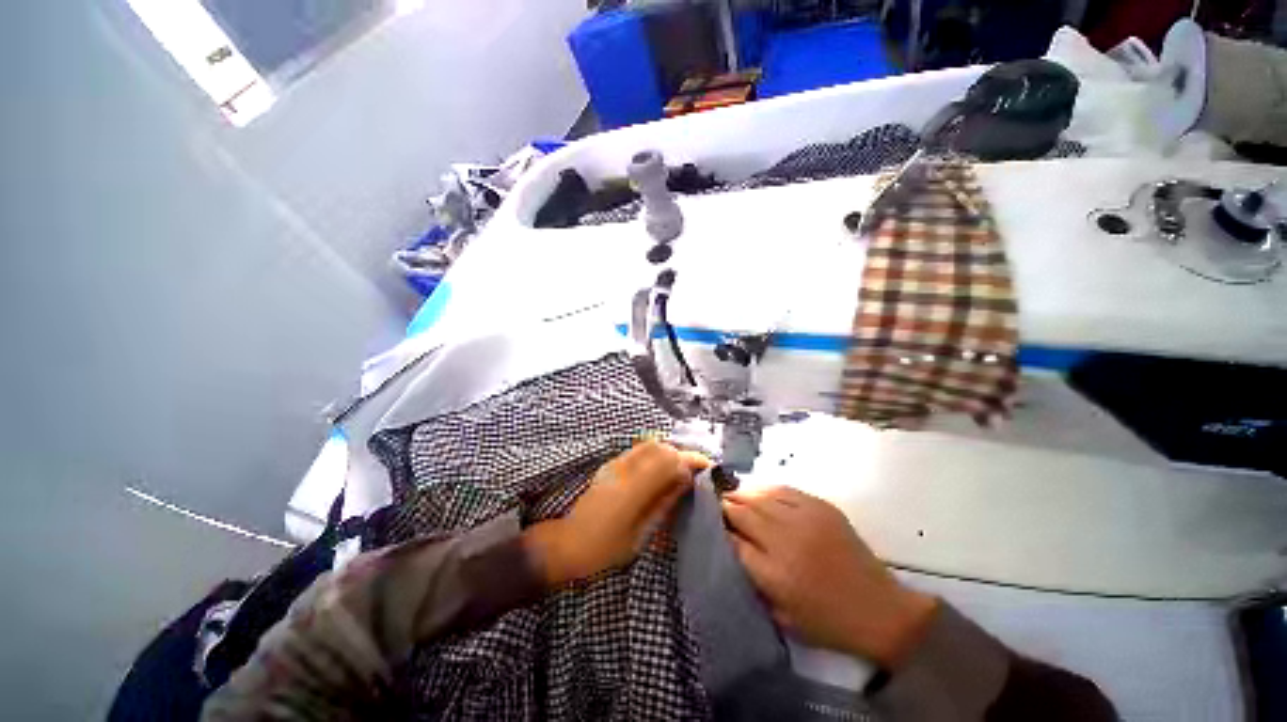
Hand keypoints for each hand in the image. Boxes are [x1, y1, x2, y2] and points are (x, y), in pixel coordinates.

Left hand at [525, 440, 709, 585]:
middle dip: (681, 453)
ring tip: (680, 470)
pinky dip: (655, 454)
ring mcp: (615, 464)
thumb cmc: (606, 548)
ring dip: (668, 452)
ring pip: (648, 445)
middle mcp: (624, 469)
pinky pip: (638, 450)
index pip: (668, 461)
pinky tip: (660, 470)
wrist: (567, 543)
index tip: (707, 466)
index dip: (690, 460)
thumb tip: (686, 481)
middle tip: (695, 469)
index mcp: (633, 488)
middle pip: (659, 447)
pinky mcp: (610, 465)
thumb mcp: (641, 533)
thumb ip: (664, 502)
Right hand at [722, 486, 937, 668]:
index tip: (709, 524)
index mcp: (774, 573)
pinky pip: (784, 490)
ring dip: (742, 494)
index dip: (718, 529)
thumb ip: (751, 581)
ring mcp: (805, 519)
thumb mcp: (780, 614)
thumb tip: (729, 547)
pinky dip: (766, 490)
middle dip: (725, 507)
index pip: (732, 540)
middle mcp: (785, 540)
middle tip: (715, 504)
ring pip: (760, 496)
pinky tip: (758, 492)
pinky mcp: (820, 507)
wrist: (879, 610)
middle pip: (743, 512)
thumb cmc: (826, 621)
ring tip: (731, 494)